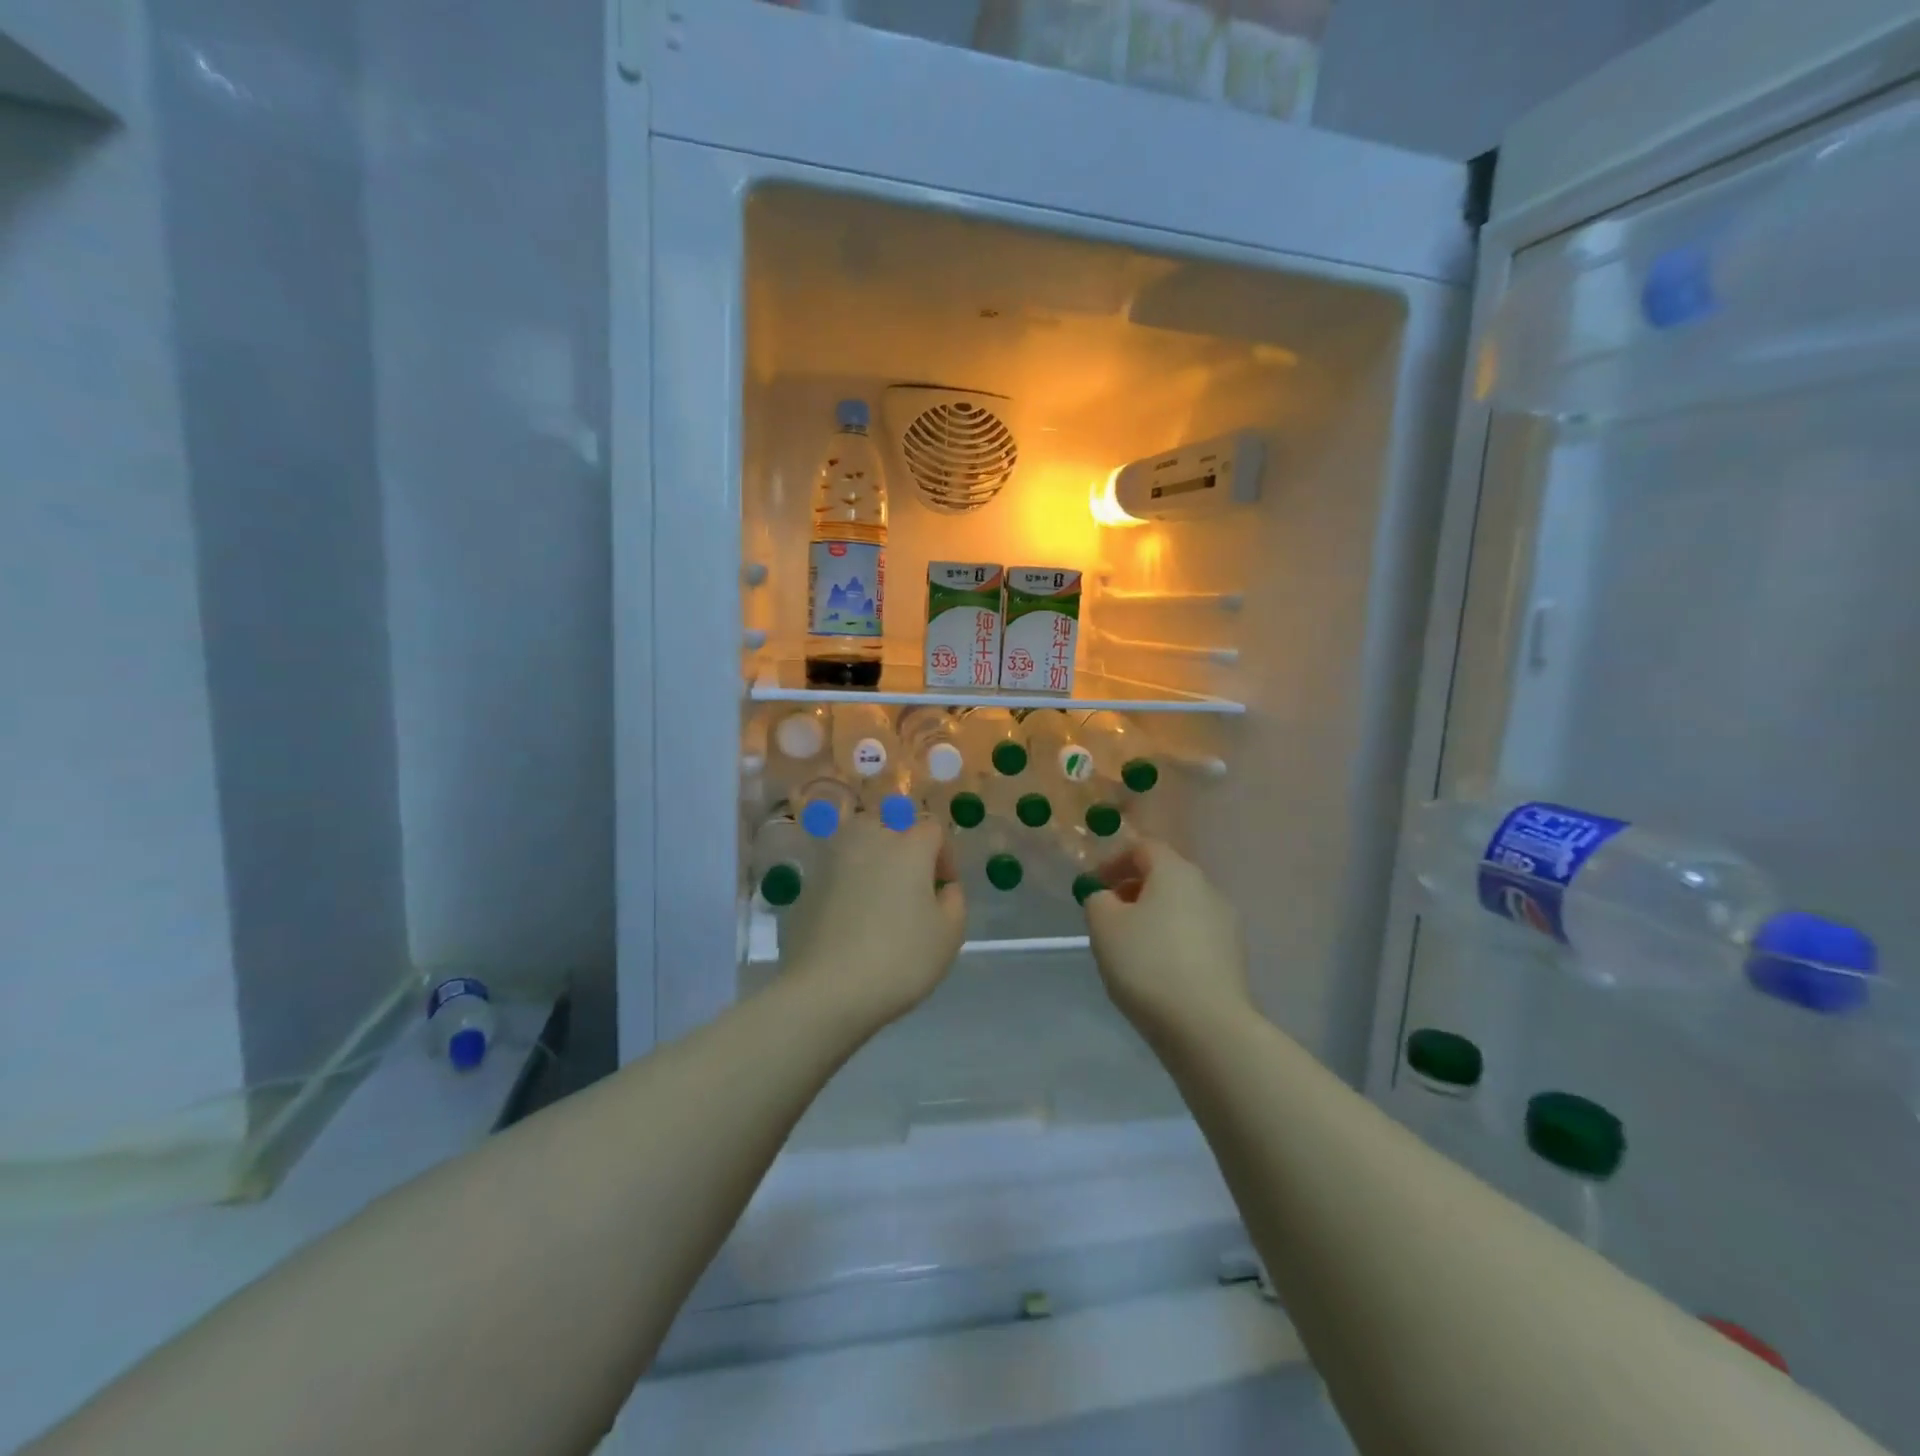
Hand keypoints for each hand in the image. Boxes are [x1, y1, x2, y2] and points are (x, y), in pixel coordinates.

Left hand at [785, 816, 966, 1027]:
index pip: (933, 828)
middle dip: (906, 845)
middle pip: (892, 822)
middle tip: (912, 884)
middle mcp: (869, 839)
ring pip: (858, 836)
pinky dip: (847, 878)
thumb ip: (954, 901)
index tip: (944, 888)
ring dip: (873, 853)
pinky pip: (836, 866)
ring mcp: (833, 857)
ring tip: (879, 891)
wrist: (827, 989)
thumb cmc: (900, 959)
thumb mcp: (949, 935)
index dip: (945, 854)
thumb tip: (943, 887)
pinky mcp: (809, 882)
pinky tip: (851, 914)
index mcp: (909, 845)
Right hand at [1082, 839, 1251, 1036]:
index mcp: (1176, 871)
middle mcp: (1207, 888)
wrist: (1207, 1027)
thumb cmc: (1148, 964)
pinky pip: (1194, 935)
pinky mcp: (1233, 956)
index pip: (1143, 847)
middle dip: (1133, 890)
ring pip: (1180, 907)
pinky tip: (1157, 971)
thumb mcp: (1103, 925)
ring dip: (1153, 916)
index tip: (1092, 887)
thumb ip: (1097, 899)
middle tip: (1107, 916)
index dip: (1113, 861)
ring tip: (1130, 947)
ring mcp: (1226, 923)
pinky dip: (1172, 941)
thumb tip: (1106, 895)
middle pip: (1165, 876)